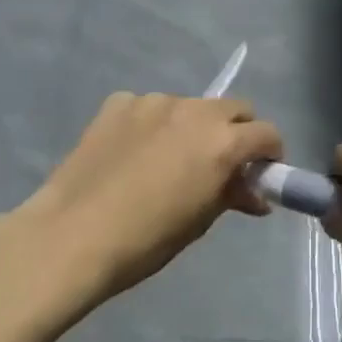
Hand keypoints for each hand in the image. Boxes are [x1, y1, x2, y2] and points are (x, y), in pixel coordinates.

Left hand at [0, 92, 283, 303]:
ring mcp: (152, 101)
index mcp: (221, 141)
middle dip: (237, 131)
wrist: (71, 235)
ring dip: (192, 127)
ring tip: (168, 159)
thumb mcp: (199, 221)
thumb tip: (254, 195)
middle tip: (222, 162)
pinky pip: (148, 108)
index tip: (261, 172)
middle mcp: (193, 110)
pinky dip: (152, 125)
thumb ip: (231, 195)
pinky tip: (133, 153)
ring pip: (189, 106)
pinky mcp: (118, 103)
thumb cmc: (145, 240)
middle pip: (233, 108)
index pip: (266, 133)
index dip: (270, 153)